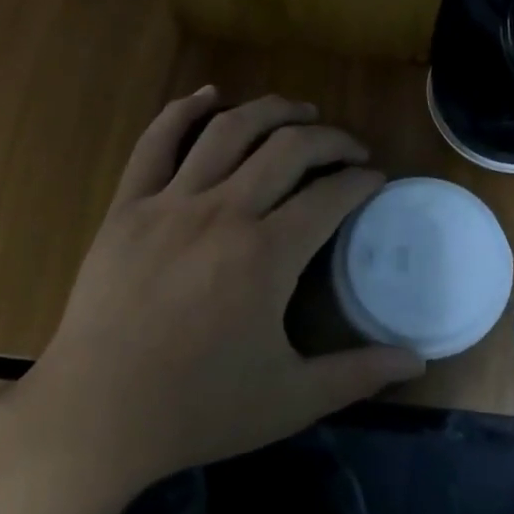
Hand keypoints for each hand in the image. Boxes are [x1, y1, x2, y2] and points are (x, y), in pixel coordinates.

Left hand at [3, 88, 424, 495]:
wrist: (94, 418)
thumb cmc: (197, 409)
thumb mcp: (291, 399)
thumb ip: (358, 374)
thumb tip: (419, 363)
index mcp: (268, 254)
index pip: (331, 195)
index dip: (361, 181)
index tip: (375, 179)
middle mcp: (224, 212)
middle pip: (289, 149)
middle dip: (330, 138)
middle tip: (350, 147)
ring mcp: (171, 203)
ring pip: (229, 130)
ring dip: (272, 111)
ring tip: (300, 111)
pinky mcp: (128, 208)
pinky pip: (156, 143)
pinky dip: (183, 111)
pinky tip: (209, 95)